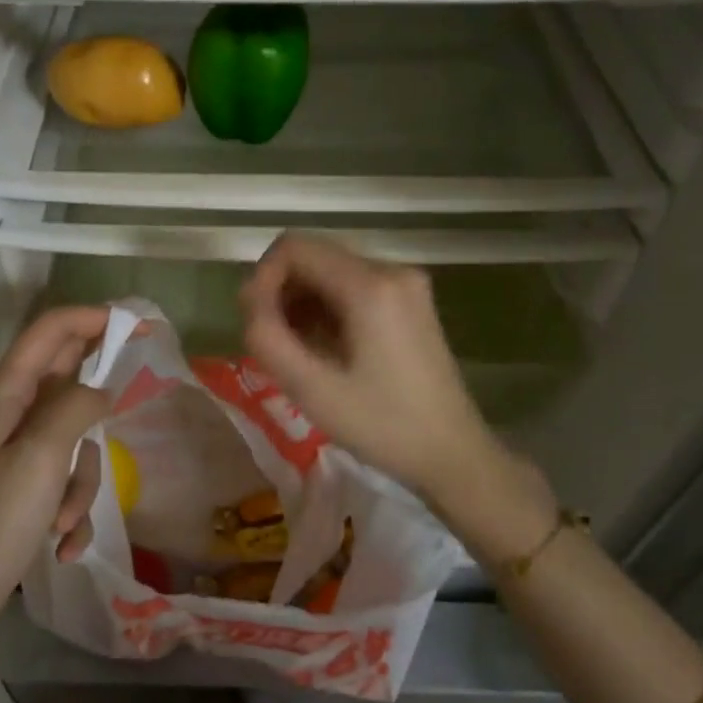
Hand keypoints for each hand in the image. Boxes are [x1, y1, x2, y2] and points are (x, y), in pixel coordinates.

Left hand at [0, 307, 112, 630]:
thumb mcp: (42, 457)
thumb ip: (77, 406)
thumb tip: (102, 388)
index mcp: (2, 392)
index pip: (51, 330)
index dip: (94, 318)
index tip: (140, 328)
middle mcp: (6, 411)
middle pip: (64, 380)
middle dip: (95, 406)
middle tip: (128, 407)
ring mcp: (12, 449)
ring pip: (71, 436)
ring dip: (81, 478)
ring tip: (65, 520)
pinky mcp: (19, 483)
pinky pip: (61, 475)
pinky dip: (69, 505)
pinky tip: (64, 544)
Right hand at [239, 235, 551, 520]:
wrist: (452, 455)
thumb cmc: (382, 426)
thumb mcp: (312, 388)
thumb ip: (267, 337)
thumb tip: (250, 300)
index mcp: (370, 285)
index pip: (294, 247)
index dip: (262, 277)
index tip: (255, 321)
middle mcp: (391, 269)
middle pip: (313, 256)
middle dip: (281, 291)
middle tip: (270, 341)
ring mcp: (405, 283)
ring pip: (330, 271)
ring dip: (301, 302)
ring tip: (294, 350)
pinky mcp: (410, 300)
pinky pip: (351, 286)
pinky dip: (326, 308)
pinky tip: (321, 347)